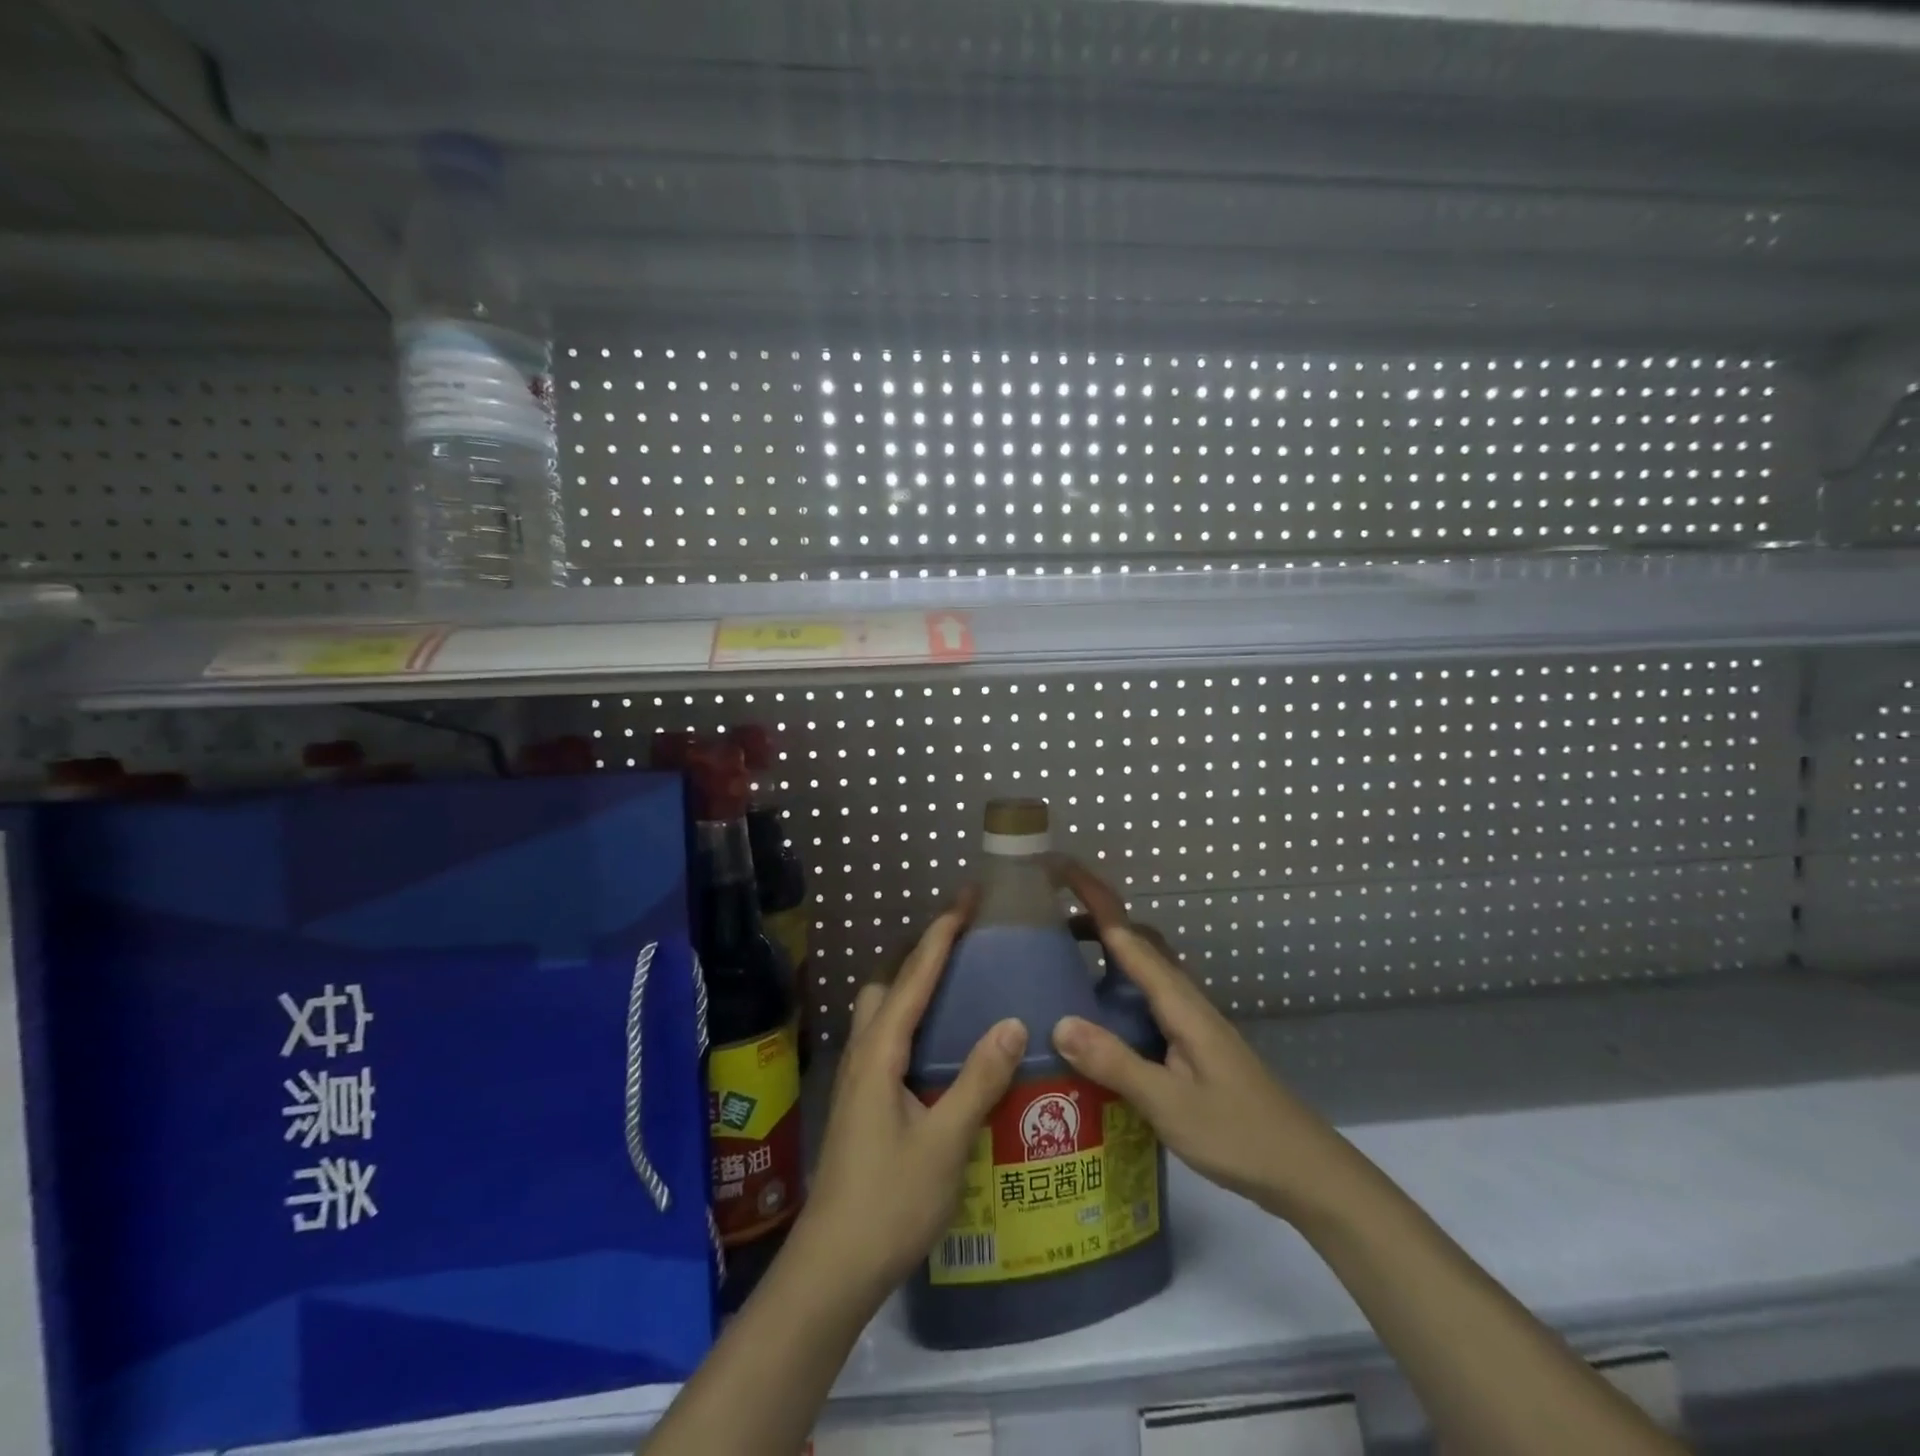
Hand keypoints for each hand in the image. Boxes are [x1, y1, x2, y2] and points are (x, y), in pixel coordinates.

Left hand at [793, 898, 1028, 1299]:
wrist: (832, 1267)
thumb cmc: (889, 1202)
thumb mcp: (945, 1142)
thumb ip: (978, 1080)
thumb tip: (1011, 1021)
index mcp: (880, 1052)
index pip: (913, 977)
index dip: (940, 933)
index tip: (965, 897)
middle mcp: (862, 1053)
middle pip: (887, 983)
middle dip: (920, 951)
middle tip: (964, 939)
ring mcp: (856, 1078)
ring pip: (880, 1010)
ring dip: (911, 984)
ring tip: (954, 982)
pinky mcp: (859, 1101)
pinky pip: (884, 1037)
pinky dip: (908, 1016)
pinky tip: (936, 1043)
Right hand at [1048, 860, 1346, 1220]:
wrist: (1304, 1169)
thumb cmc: (1239, 1133)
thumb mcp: (1170, 1104)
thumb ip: (1116, 1063)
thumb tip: (1059, 1022)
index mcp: (1179, 1001)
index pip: (1127, 935)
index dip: (1093, 899)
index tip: (1058, 870)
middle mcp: (1185, 998)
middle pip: (1138, 940)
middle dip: (1096, 917)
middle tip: (1047, 920)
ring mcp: (1191, 1020)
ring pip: (1145, 966)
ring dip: (1107, 949)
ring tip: (1063, 959)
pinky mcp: (1192, 1042)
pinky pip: (1148, 995)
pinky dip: (1118, 984)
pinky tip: (1100, 1017)